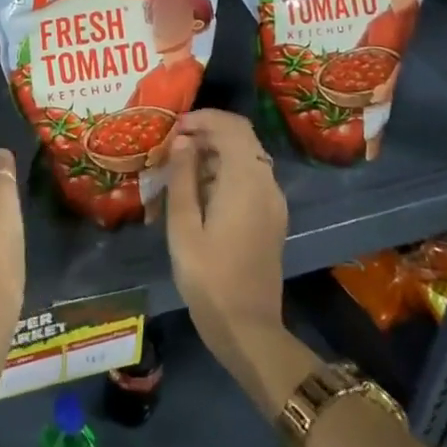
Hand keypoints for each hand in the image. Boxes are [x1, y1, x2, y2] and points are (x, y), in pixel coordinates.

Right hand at [164, 111, 314, 412]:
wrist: (247, 328)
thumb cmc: (208, 276)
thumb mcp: (183, 225)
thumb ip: (183, 177)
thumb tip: (182, 140)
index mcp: (246, 181)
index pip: (231, 127)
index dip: (202, 119)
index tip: (172, 128)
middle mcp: (266, 184)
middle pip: (242, 138)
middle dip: (208, 132)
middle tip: (172, 145)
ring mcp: (273, 203)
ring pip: (247, 158)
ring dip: (216, 152)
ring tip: (179, 167)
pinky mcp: (271, 218)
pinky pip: (251, 179)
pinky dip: (226, 171)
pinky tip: (198, 190)